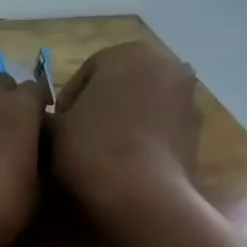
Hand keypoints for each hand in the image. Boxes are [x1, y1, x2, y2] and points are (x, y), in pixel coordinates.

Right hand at [51, 42, 200, 234]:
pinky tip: (125, 162)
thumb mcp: (54, 127)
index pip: (87, 71)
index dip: (67, 100)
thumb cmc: (91, 147)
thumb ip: (49, 114)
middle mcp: (165, 65)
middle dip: (100, 105)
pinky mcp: (197, 129)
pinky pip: (160, 126)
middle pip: (120, 84)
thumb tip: (50, 119)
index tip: (57, 126)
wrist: (141, 193)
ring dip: (123, 120)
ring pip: (143, 104)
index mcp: (127, 53)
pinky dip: (144, 137)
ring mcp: (187, 97)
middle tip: (77, 137)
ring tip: (101, 152)